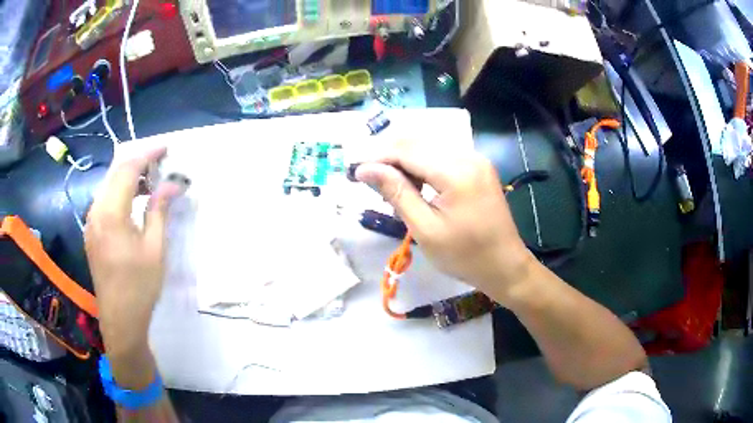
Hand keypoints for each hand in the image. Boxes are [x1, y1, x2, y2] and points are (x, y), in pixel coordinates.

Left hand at [85, 147, 180, 385]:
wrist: (120, 319)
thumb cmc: (139, 287)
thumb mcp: (155, 249)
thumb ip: (159, 210)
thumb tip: (173, 183)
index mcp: (111, 213)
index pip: (128, 168)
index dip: (148, 154)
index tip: (167, 148)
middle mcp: (96, 210)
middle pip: (115, 172)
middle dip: (138, 162)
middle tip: (161, 164)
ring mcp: (91, 221)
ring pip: (109, 185)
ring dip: (128, 177)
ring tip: (150, 183)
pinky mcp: (91, 231)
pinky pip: (105, 200)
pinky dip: (120, 192)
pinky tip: (133, 203)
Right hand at [355, 140, 534, 303]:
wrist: (505, 265)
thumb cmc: (465, 256)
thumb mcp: (426, 229)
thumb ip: (397, 193)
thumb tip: (365, 169)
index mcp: (456, 172)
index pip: (406, 151)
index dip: (377, 158)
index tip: (354, 172)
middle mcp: (468, 156)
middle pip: (417, 143)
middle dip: (388, 156)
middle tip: (367, 179)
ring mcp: (476, 159)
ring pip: (428, 147)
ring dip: (404, 160)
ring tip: (388, 185)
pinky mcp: (478, 166)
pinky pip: (442, 156)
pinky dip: (422, 164)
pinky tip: (413, 183)